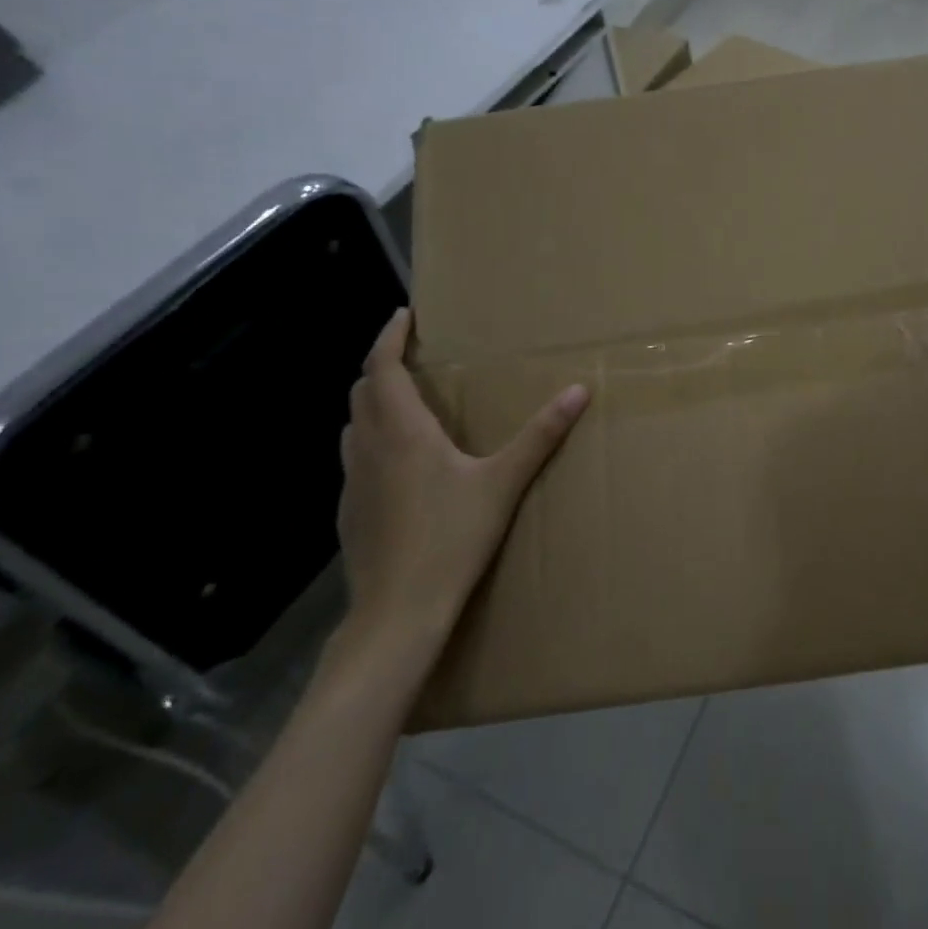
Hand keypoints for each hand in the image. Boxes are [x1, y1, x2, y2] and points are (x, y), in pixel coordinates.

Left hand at [336, 309, 589, 647]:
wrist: (397, 613)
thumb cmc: (451, 539)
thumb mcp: (503, 483)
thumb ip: (541, 435)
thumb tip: (579, 390)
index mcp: (402, 432)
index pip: (382, 366)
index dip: (389, 336)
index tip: (405, 315)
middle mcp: (368, 447)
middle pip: (363, 390)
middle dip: (384, 365)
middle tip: (414, 356)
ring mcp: (352, 481)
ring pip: (353, 424)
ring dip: (374, 401)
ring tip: (407, 401)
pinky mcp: (348, 511)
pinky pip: (355, 456)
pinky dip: (371, 439)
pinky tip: (400, 462)